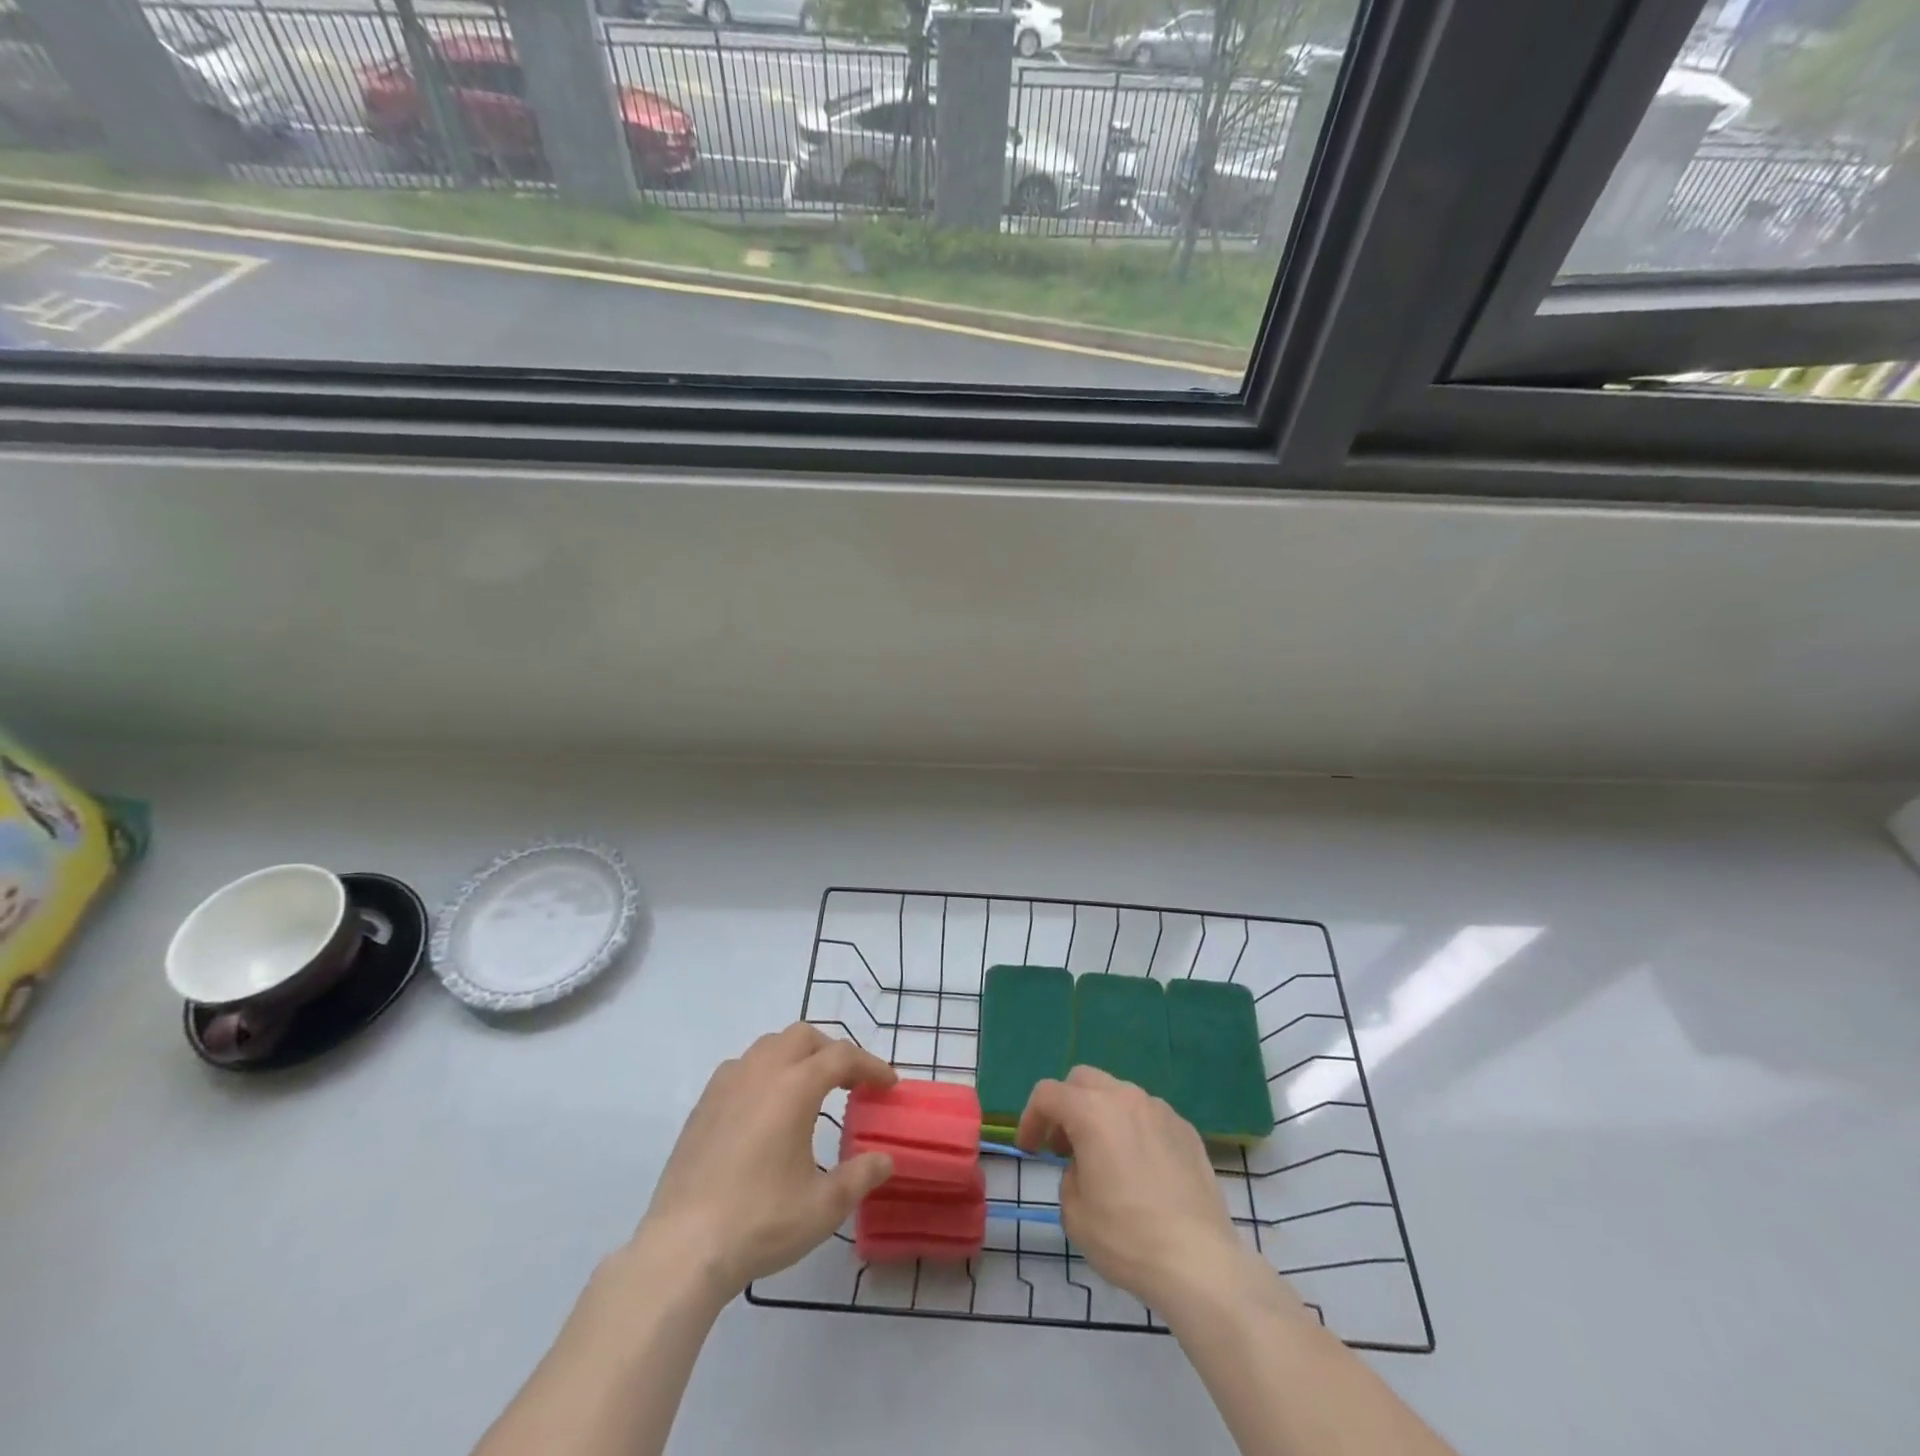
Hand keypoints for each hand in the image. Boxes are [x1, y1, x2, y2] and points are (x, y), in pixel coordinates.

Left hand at [637, 1024, 897, 1298]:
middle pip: (803, 1037)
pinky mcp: (702, 1106)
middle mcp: (760, 1072)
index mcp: (794, 1087)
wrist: (682, 1249)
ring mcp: (726, 1085)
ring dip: (795, 1056)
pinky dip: (764, 1072)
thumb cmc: (760, 1222)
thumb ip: (860, 1176)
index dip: (870, 1066)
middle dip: (831, 1051)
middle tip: (849, 1082)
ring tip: (808, 1090)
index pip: (842, 1056)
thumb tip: (885, 1159)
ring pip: (768, 1046)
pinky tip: (765, 1109)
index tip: (887, 1085)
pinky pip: (741, 1068)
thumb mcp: (823, 1206)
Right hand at [1017, 1065, 1250, 1310]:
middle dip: (1066, 1106)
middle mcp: (1125, 1098)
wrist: (1198, 1261)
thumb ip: (1069, 1174)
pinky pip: (1148, 1116)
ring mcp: (1160, 1110)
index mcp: (1091, 1111)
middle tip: (1064, 1146)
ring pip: (1118, 1094)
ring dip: (1101, 1115)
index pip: (1047, 1094)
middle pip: (1083, 1080)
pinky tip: (1141, 1171)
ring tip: (1104, 1159)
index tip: (1030, 1150)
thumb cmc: (1126, 1236)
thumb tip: (1085, 1166)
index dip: (1030, 1118)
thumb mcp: (1074, 1212)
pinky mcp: (1186, 1129)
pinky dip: (1133, 1130)